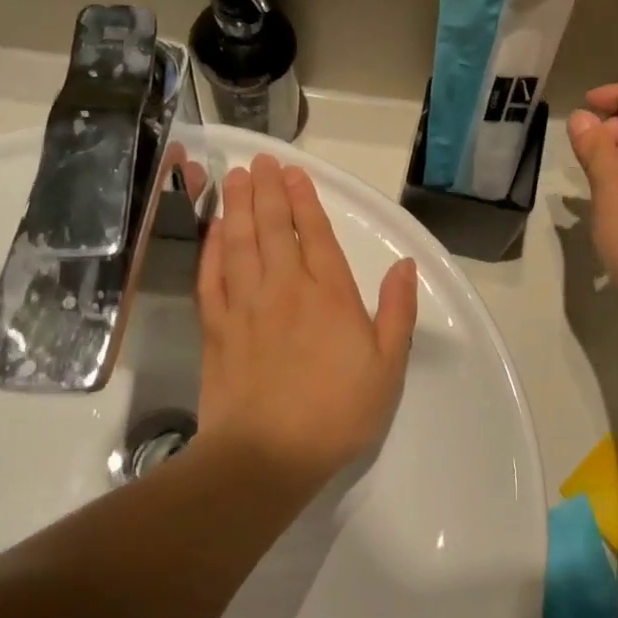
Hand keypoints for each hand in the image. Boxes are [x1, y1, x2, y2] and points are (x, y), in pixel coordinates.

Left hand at [173, 147, 418, 485]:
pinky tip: (213, 232)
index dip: (305, 200)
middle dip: (267, 191)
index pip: (315, 235)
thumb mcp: (388, 366)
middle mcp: (285, 289)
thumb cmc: (337, 412)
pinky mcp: (216, 329)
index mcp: (330, 295)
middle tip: (260, 161)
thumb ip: (398, 312)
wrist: (266, 456)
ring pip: (239, 243)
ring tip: (234, 178)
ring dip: (237, 208)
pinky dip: (211, 249)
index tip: (294, 173)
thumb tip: (406, 265)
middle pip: (273, 228)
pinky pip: (211, 277)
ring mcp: (245, 307)